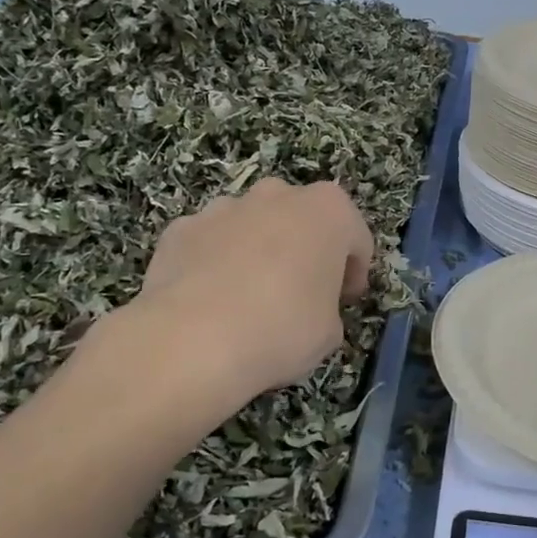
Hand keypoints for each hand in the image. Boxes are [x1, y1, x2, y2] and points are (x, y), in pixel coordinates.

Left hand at [94, 179, 374, 405]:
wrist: (192, 341)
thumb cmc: (282, 329)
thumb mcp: (330, 331)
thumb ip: (328, 307)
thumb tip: (311, 308)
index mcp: (328, 211)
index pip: (355, 237)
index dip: (354, 271)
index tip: (345, 300)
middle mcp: (277, 196)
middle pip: (302, 219)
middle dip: (304, 249)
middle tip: (302, 293)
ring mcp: (223, 207)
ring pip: (253, 225)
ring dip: (258, 251)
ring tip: (250, 298)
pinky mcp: (181, 229)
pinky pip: (210, 243)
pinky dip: (215, 263)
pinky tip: (211, 302)